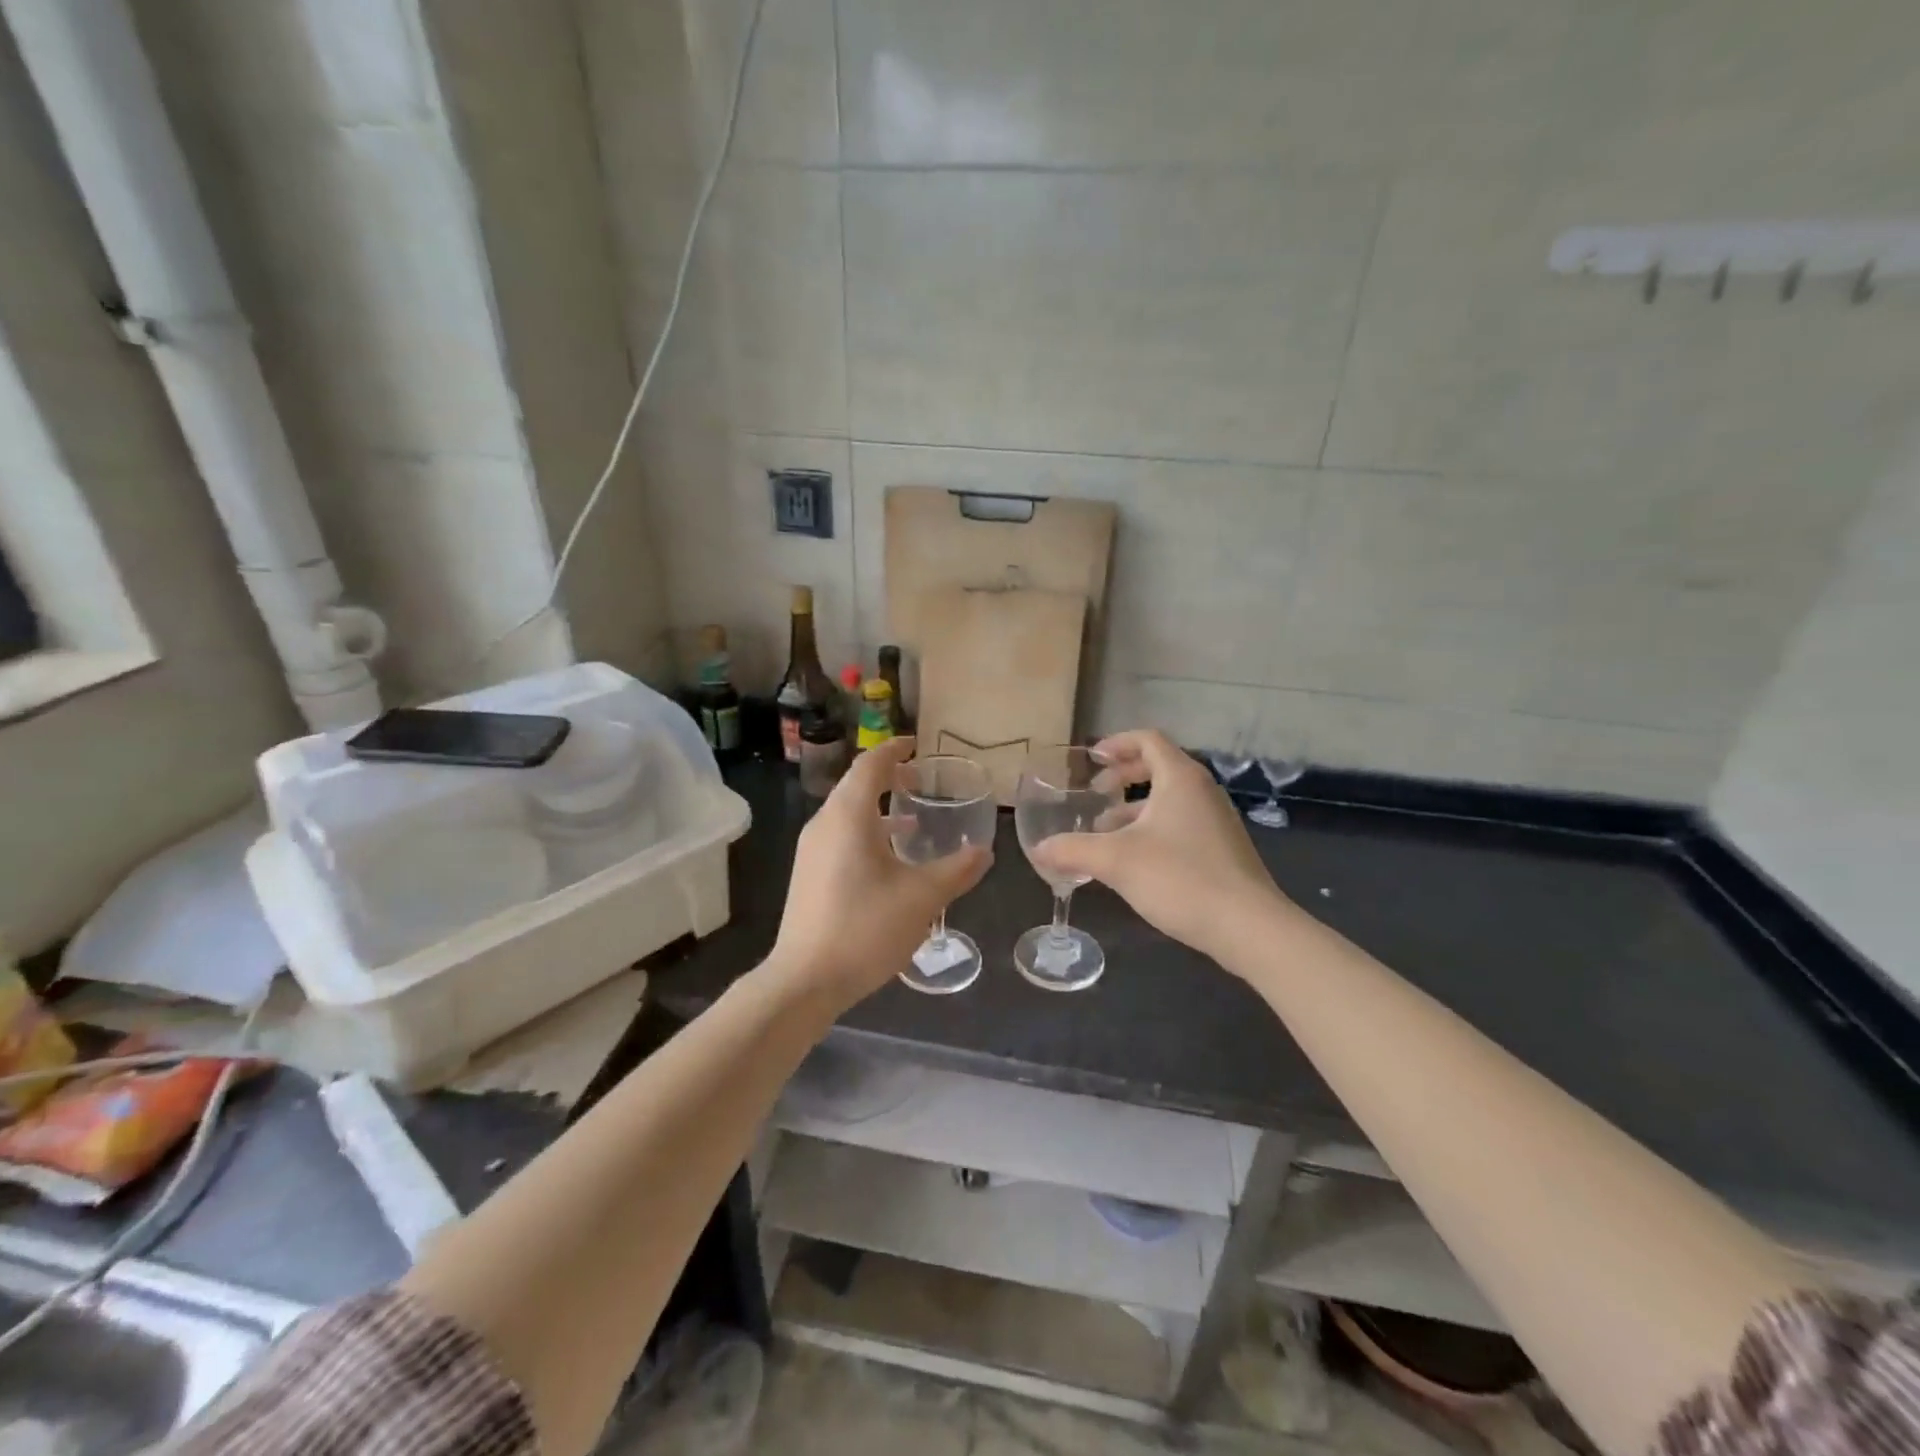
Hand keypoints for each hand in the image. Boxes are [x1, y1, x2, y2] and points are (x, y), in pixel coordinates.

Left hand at [770, 737, 992, 1007]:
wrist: (805, 980)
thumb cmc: (865, 928)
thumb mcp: (922, 898)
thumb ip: (956, 870)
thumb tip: (984, 852)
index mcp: (848, 817)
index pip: (870, 765)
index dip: (894, 750)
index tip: (917, 745)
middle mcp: (824, 824)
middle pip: (856, 786)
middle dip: (889, 778)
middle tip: (921, 781)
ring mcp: (811, 851)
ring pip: (848, 814)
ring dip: (879, 809)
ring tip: (913, 820)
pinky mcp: (809, 875)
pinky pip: (840, 837)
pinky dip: (867, 834)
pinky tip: (890, 861)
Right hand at [1033, 729, 1287, 967]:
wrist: (1248, 927)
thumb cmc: (1180, 878)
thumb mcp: (1116, 861)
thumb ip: (1072, 850)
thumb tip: (1037, 850)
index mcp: (1180, 778)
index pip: (1148, 739)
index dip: (1116, 743)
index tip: (1091, 760)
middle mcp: (1202, 791)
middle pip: (1159, 766)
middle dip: (1123, 776)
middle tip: (1096, 794)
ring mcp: (1216, 820)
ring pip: (1169, 799)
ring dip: (1135, 807)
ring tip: (1105, 833)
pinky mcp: (1222, 849)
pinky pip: (1181, 823)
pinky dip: (1152, 828)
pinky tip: (1134, 861)